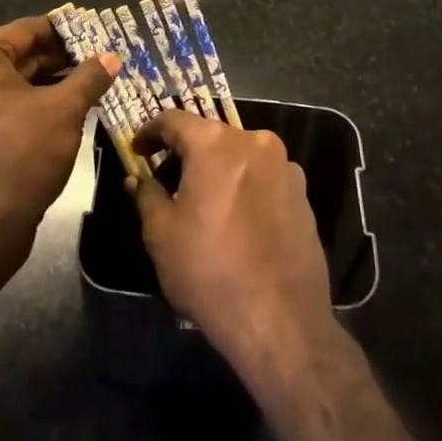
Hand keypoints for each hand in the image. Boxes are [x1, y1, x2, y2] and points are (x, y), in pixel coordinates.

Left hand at [0, 15, 119, 269]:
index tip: (98, 33)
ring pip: (12, 84)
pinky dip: (32, 105)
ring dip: (49, 84)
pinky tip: (67, 111)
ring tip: (91, 84)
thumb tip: (112, 56)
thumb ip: (90, 76)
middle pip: (18, 56)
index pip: (27, 30)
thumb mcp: (65, 110)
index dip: (66, 31)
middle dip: (60, 60)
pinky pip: (2, 107)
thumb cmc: (21, 156)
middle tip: (100, 61)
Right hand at [128, 112, 335, 383]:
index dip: (150, 132)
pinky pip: (263, 176)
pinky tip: (235, 219)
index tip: (138, 150)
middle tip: (166, 179)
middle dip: (185, 152)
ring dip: (218, 169)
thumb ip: (146, 196)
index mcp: (216, 144)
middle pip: (211, 135)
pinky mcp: (303, 192)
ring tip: (202, 202)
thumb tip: (138, 179)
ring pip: (240, 155)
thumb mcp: (161, 235)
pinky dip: (244, 185)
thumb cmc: (210, 272)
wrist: (281, 320)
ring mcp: (285, 165)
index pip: (174, 120)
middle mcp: (254, 141)